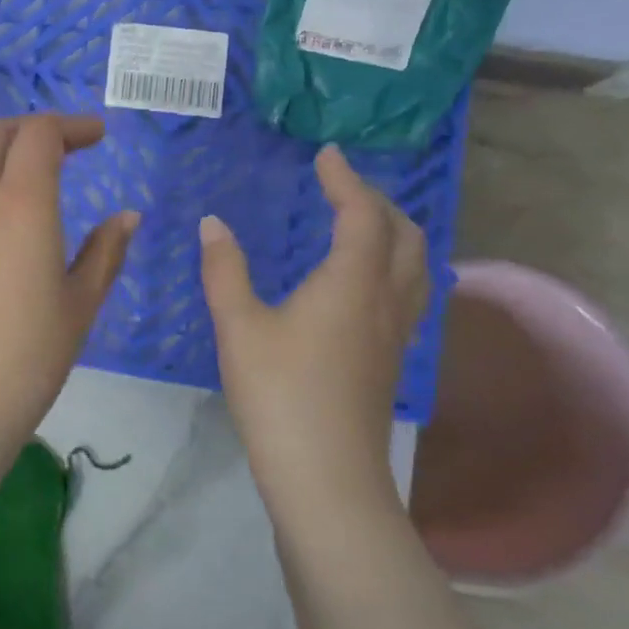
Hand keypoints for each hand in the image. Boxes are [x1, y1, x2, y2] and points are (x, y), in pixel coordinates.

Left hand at [0, 114, 138, 548]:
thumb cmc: (26, 358)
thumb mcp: (79, 305)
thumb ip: (105, 251)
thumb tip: (127, 216)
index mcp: (20, 202)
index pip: (41, 134)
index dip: (72, 126)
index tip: (98, 136)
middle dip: (31, 128)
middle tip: (64, 147)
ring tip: (27, 180)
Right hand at [199, 145, 426, 518]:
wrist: (325, 473)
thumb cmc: (279, 392)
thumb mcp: (239, 326)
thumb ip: (225, 270)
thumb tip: (212, 224)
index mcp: (352, 282)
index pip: (362, 214)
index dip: (347, 180)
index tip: (327, 155)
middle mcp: (386, 300)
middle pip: (404, 235)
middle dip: (378, 202)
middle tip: (343, 189)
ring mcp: (396, 333)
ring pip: (416, 266)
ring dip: (395, 234)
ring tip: (362, 226)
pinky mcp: (391, 360)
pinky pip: (409, 294)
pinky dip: (395, 267)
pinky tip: (365, 285)